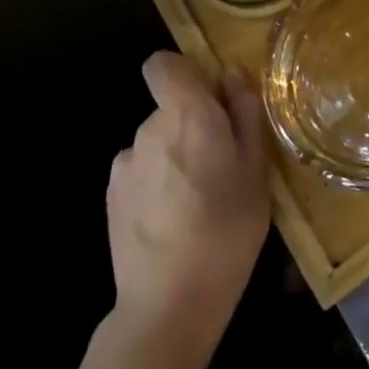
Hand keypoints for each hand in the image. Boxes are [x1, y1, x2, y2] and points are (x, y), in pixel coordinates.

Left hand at [107, 52, 269, 359]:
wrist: (168, 304)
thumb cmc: (227, 229)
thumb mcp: (257, 168)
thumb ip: (244, 113)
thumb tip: (231, 74)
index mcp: (187, 114)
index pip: (163, 64)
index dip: (183, 72)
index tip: (209, 99)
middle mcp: (149, 129)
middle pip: (168, 107)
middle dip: (192, 124)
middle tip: (221, 164)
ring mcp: (125, 164)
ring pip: (156, 142)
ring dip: (174, 155)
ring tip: (198, 200)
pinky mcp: (111, 197)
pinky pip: (140, 171)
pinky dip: (156, 183)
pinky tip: (172, 219)